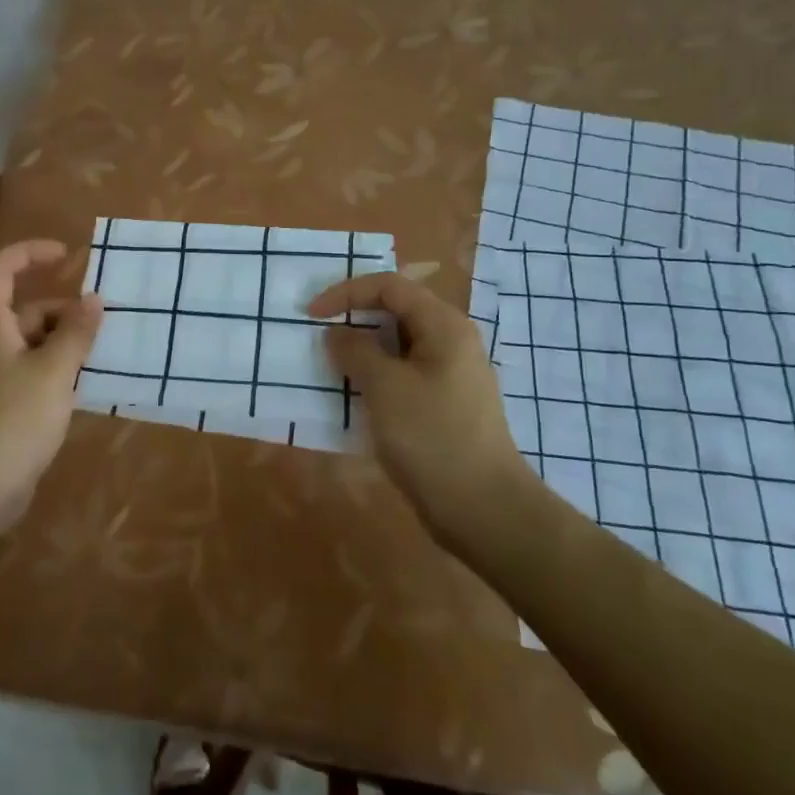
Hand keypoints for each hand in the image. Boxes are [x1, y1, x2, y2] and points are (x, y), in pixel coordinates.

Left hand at [0, 238, 102, 539]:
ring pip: (27, 344)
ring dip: (61, 343)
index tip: (68, 256)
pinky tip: (80, 388)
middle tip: (101, 322)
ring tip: (100, 355)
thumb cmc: (12, 421)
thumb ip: (76, 333)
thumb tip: (94, 298)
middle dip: (62, 309)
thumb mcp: (54, 372)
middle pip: (21, 309)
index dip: (31, 252)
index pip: (0, 267)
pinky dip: (52, 371)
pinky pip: (26, 374)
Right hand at [307, 271, 532, 544]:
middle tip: (319, 337)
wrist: (483, 508)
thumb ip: (355, 350)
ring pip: (397, 347)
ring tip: (330, 367)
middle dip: (354, 319)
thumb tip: (337, 333)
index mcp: (443, 325)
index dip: (346, 293)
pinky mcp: (444, 405)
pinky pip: (403, 375)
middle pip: (396, 312)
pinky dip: (375, 377)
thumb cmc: (432, 437)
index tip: (311, 315)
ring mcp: (450, 375)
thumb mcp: (385, 387)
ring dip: (362, 351)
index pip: (389, 287)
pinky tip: (355, 397)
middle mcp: (451, 341)